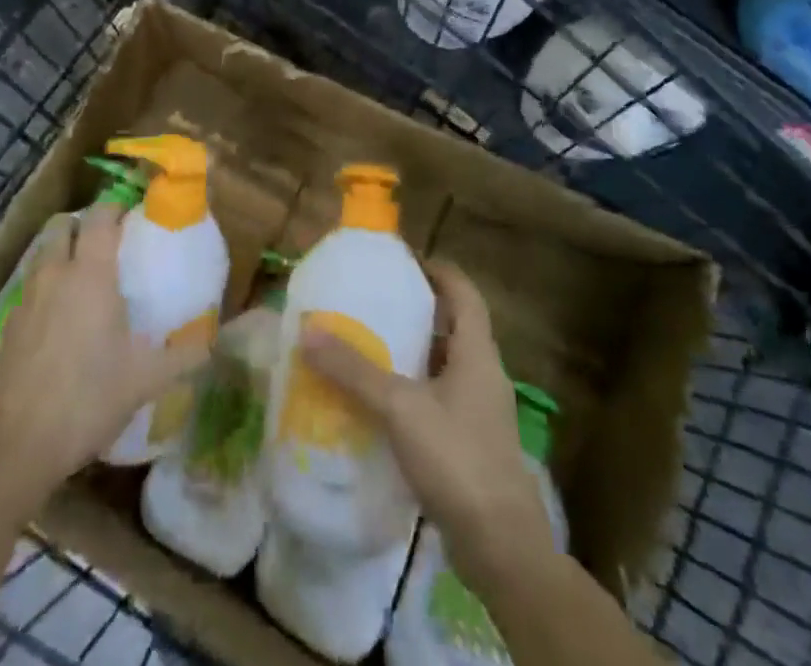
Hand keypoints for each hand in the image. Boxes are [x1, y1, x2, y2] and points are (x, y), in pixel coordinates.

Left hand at [0, 201, 211, 498]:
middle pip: (63, 226)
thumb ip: (184, 356)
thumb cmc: (88, 398)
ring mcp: (26, 299)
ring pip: (42, 255)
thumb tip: (213, 344)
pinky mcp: (8, 327)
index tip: (133, 218)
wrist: (16, 445)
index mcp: (91, 274)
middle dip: (84, 225)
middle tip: (108, 244)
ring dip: (62, 253)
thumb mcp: (145, 380)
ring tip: (85, 279)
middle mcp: (55, 275)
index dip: (116, 208)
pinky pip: (30, 289)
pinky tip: (60, 320)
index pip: (100, 216)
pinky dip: (46, 288)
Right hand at [300, 261, 554, 590]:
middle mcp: (484, 373)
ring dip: (414, 352)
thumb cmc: (457, 459)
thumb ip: (354, 370)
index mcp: (477, 351)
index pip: (463, 291)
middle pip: (454, 325)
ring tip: (370, 346)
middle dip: (417, 311)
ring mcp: (481, 411)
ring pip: (446, 364)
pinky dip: (414, 390)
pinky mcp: (472, 444)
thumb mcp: (400, 408)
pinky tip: (382, 404)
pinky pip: (440, 399)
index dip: (437, 270)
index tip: (401, 262)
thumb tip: (308, 331)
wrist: (502, 548)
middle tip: (374, 303)